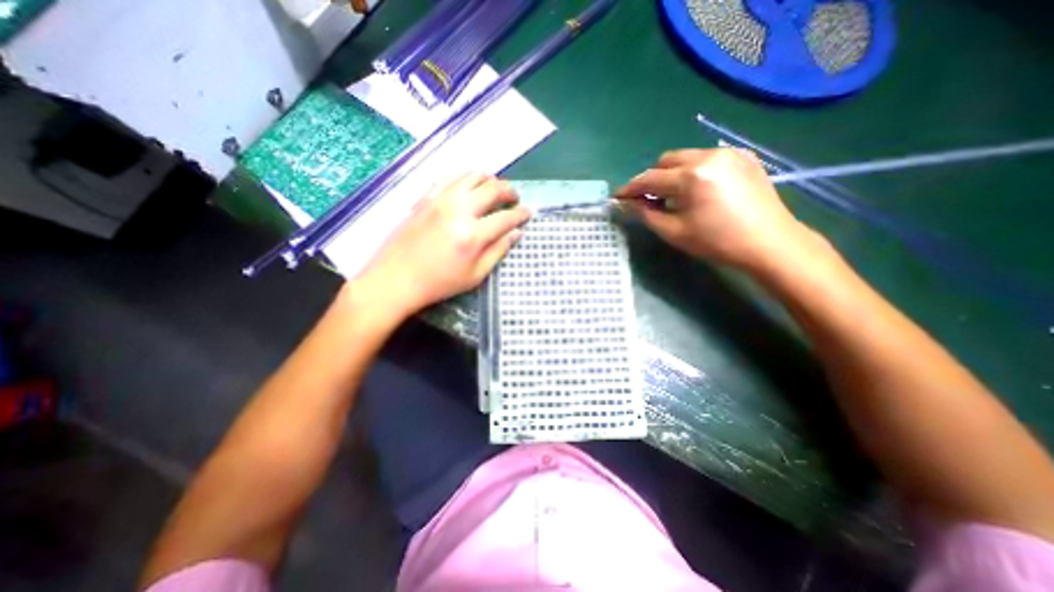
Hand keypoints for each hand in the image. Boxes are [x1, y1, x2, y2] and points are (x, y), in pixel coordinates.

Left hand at [355, 171, 530, 317]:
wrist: (396, 278)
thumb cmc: (439, 283)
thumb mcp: (475, 275)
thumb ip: (498, 251)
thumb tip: (516, 233)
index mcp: (473, 235)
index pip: (506, 217)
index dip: (521, 214)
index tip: (528, 213)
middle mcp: (459, 210)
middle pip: (492, 189)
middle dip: (509, 191)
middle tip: (515, 198)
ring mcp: (440, 200)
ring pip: (471, 176)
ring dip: (489, 179)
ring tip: (494, 188)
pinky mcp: (425, 198)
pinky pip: (449, 177)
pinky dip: (465, 178)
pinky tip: (468, 186)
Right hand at [615, 149, 817, 272]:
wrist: (770, 243)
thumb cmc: (717, 242)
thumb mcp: (674, 232)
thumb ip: (646, 214)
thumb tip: (628, 203)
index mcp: (691, 176)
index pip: (649, 178)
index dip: (630, 188)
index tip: (618, 196)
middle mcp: (708, 155)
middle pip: (666, 160)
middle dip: (652, 178)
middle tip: (648, 199)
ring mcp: (728, 153)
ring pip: (686, 157)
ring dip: (672, 174)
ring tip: (674, 196)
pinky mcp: (743, 156)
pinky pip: (707, 158)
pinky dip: (694, 171)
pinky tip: (698, 190)